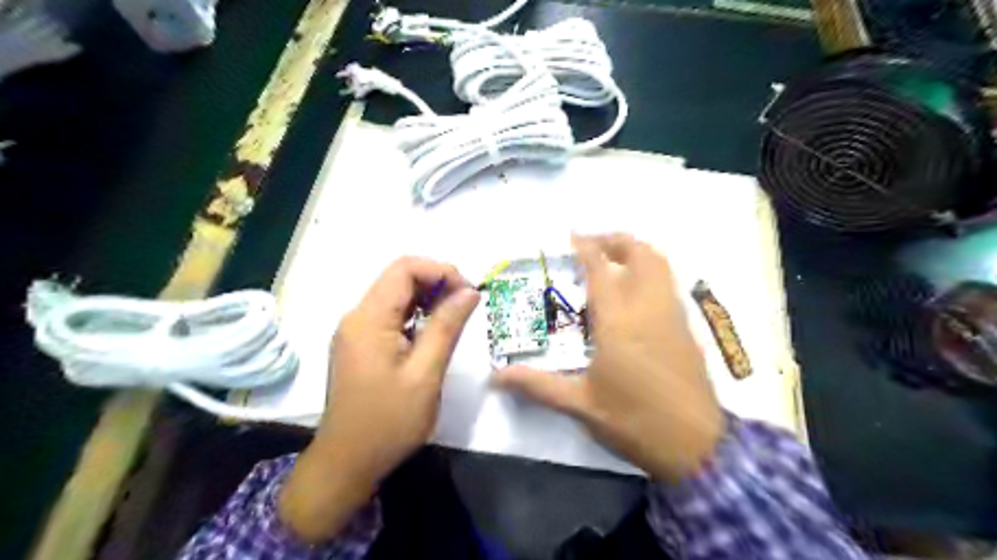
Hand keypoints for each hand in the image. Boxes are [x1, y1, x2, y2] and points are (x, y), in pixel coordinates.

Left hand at [281, 257, 482, 542]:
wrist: (347, 463)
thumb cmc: (389, 422)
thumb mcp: (425, 374)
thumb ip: (447, 327)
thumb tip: (469, 292)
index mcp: (369, 319)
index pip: (405, 269)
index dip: (441, 271)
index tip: (468, 293)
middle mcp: (357, 317)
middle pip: (399, 278)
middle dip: (437, 283)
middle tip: (466, 306)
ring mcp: (355, 331)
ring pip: (396, 296)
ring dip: (428, 299)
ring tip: (454, 319)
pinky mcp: (359, 344)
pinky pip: (390, 316)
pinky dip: (415, 315)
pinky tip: (432, 334)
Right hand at [495, 233, 720, 482]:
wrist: (697, 445)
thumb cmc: (634, 420)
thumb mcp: (580, 404)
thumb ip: (537, 385)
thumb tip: (494, 377)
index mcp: (618, 322)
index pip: (601, 270)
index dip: (587, 247)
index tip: (572, 236)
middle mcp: (648, 308)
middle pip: (640, 254)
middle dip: (617, 241)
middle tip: (593, 246)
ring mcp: (672, 316)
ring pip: (661, 265)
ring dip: (637, 253)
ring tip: (613, 262)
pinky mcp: (686, 328)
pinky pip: (668, 285)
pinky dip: (651, 273)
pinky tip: (635, 293)